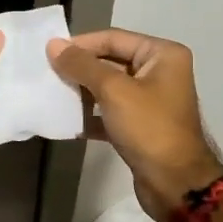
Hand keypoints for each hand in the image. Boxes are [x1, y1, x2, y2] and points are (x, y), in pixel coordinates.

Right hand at [48, 28, 222, 219]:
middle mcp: (159, 73)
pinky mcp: (141, 126)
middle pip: (111, 61)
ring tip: (52, 95)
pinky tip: (68, 121)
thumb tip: (53, 45)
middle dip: (80, 69)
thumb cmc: (149, 128)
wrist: (175, 183)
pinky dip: (91, 116)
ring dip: (82, 92)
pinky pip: (110, 112)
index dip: (81, 44)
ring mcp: (151, 101)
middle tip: (47, 74)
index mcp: (162, 55)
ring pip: (109, 89)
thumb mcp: (114, 91)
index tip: (49, 53)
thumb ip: (82, 66)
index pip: (114, 38)